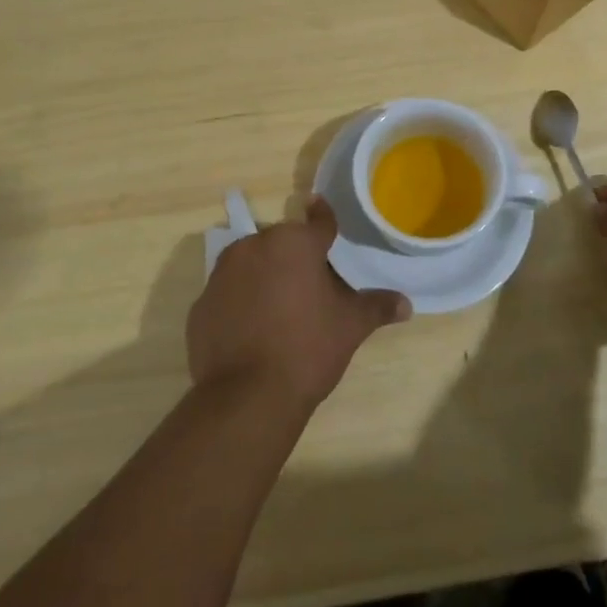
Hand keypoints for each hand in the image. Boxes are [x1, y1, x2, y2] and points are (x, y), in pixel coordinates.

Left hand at [188, 197, 410, 410]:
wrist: (247, 396)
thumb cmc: (307, 348)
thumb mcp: (350, 326)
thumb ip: (377, 307)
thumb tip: (406, 304)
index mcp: (294, 243)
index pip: (317, 221)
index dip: (324, 218)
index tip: (321, 209)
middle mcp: (254, 246)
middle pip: (281, 243)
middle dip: (294, 257)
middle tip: (310, 285)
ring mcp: (221, 274)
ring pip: (250, 264)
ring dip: (264, 276)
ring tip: (280, 309)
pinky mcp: (201, 304)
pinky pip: (228, 294)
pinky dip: (240, 303)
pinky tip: (252, 330)